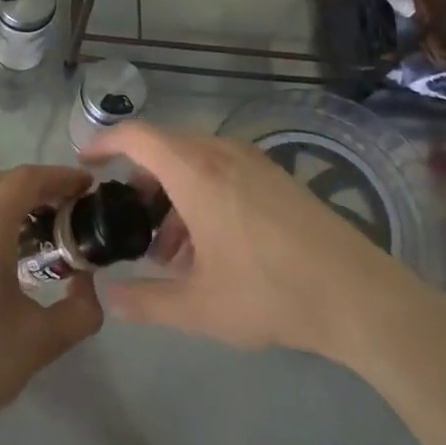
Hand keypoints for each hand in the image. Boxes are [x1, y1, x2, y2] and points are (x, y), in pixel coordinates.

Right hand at [84, 122, 435, 366]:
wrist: (360, 297)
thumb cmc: (270, 294)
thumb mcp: (199, 307)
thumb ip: (146, 302)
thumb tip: (109, 297)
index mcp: (195, 171)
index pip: (136, 137)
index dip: (104, 143)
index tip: (85, 161)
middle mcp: (221, 153)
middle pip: (164, 149)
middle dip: (140, 182)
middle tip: (129, 223)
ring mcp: (254, 162)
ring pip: (195, 161)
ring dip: (173, 194)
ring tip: (171, 250)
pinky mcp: (277, 177)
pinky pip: (223, 170)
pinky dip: (202, 194)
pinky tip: (211, 246)